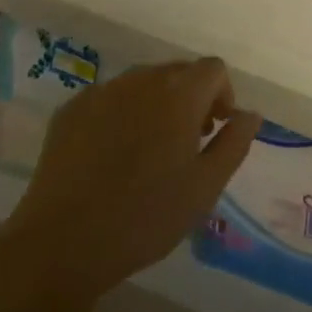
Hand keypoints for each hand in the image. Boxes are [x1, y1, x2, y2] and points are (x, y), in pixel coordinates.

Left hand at [0, 60, 261, 311]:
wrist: (61, 243)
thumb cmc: (145, 217)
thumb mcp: (205, 187)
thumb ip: (234, 143)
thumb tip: (250, 114)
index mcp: (180, 94)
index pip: (214, 68)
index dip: (223, 94)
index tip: (214, 131)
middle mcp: (142, 80)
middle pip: (178, 71)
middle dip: (191, 98)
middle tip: (186, 143)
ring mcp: (103, 91)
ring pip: (142, 83)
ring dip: (156, 104)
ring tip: (148, 151)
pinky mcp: (71, 109)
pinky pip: (109, 98)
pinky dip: (121, 114)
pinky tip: (111, 156)